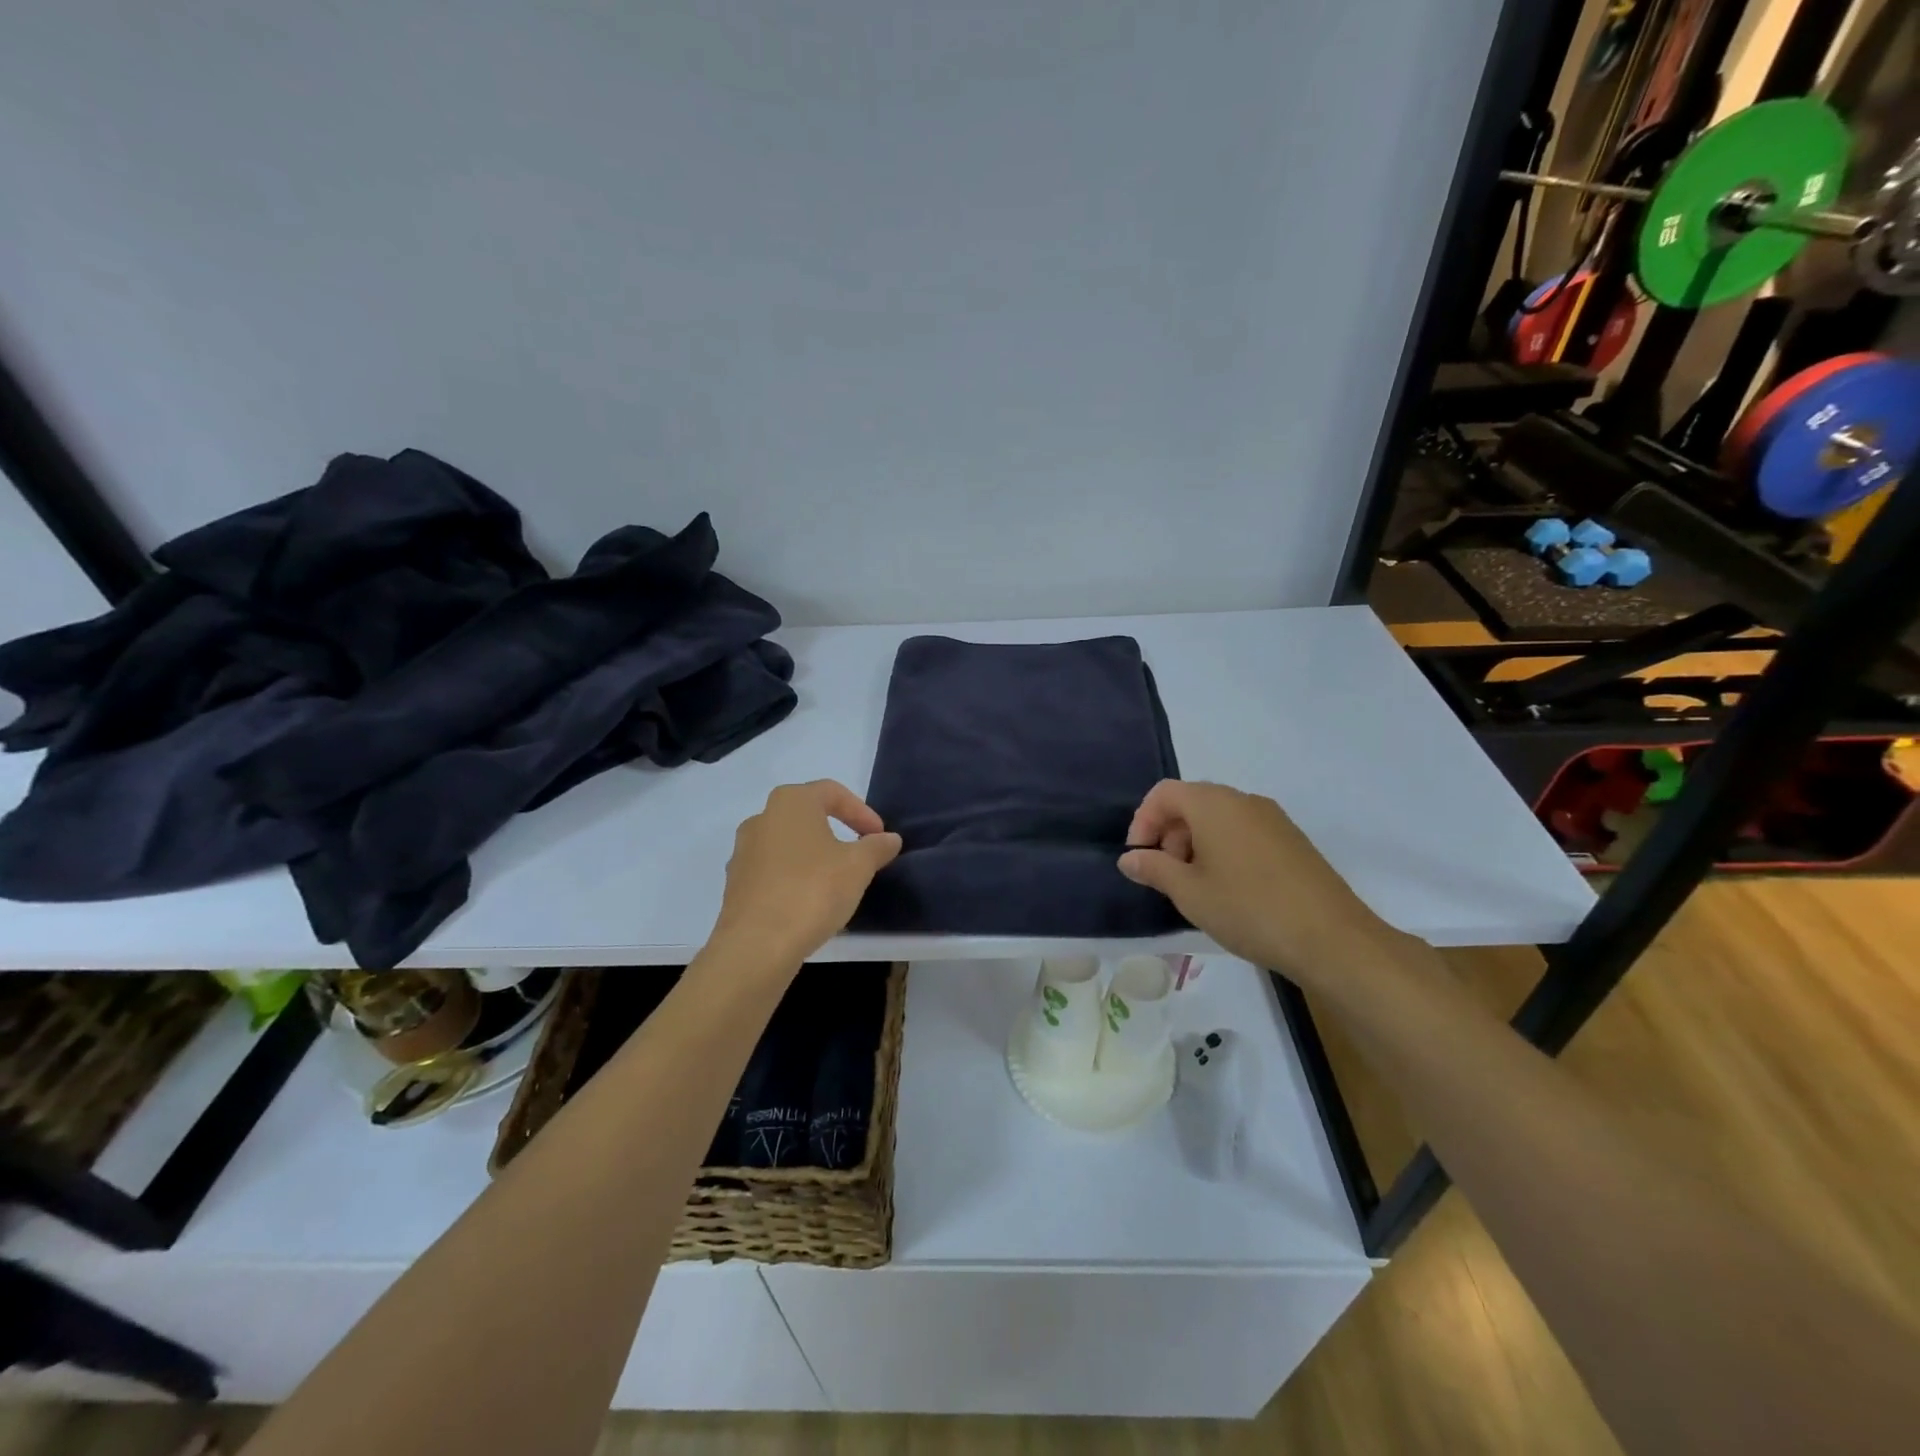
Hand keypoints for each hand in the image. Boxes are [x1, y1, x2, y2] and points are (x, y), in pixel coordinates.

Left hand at [709, 780, 902, 972]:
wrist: (756, 945)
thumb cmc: (812, 891)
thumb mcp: (858, 866)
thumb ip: (876, 847)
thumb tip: (889, 839)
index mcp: (790, 803)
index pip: (832, 792)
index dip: (861, 811)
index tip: (879, 836)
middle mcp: (761, 818)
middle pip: (807, 816)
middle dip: (837, 832)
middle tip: (860, 855)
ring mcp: (743, 852)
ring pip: (789, 845)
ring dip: (815, 857)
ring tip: (837, 882)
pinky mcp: (736, 884)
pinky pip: (774, 872)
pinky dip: (795, 878)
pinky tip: (811, 903)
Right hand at [1118, 780, 1392, 978]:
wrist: (1331, 938)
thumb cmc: (1248, 909)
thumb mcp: (1189, 892)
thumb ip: (1153, 868)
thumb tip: (1130, 858)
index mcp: (1213, 804)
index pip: (1163, 793)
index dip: (1142, 821)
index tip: (1139, 858)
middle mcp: (1243, 801)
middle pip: (1192, 802)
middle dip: (1169, 834)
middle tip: (1166, 875)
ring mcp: (1273, 819)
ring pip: (1219, 818)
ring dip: (1195, 843)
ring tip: (1196, 887)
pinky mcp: (1292, 840)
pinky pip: (1244, 832)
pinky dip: (1224, 849)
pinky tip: (1230, 890)